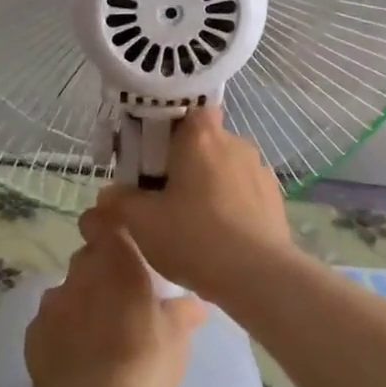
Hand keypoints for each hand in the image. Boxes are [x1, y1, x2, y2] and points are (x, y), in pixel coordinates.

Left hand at [25, 227, 205, 386]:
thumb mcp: (177, 338)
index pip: (101, 220)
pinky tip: (77, 358)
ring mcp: (51, 303)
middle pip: (87, 259)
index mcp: (116, 260)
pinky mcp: (32, 335)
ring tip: (98, 335)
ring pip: (68, 291)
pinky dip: (62, 333)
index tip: (121, 244)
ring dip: (81, 303)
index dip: (107, 227)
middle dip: (101, 273)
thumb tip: (192, 303)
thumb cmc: (145, 363)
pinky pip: (50, 323)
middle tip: (122, 301)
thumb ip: (182, 312)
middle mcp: (79, 272)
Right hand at [80, 106, 293, 300]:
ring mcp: (259, 169)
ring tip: (194, 220)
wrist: (258, 276)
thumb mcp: (141, 222)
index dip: (170, 128)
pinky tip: (221, 234)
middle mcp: (235, 143)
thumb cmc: (194, 238)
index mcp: (201, 136)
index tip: (154, 155)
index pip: (188, 110)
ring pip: (226, 167)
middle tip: (165, 194)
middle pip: (205, 141)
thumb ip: (119, 201)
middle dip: (186, 161)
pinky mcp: (275, 196)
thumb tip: (110, 193)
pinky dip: (231, 203)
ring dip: (210, 183)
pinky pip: (245, 190)